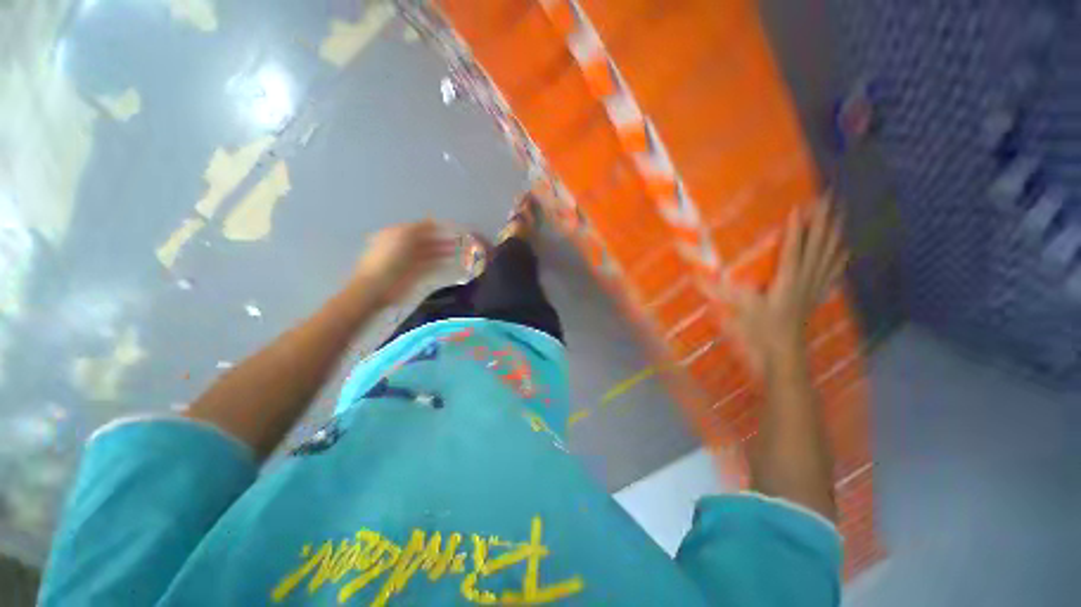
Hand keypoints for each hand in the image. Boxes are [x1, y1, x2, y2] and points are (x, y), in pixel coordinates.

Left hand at [353, 220, 456, 305]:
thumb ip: (419, 228)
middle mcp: (403, 247)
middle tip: (457, 240)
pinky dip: (440, 263)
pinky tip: (450, 261)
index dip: (433, 228)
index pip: (418, 229)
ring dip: (442, 251)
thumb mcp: (403, 236)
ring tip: (457, 250)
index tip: (449, 227)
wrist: (379, 286)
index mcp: (396, 235)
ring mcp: (409, 261)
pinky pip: (430, 266)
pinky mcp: (415, 274)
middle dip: (440, 239)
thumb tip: (433, 221)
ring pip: (429, 253)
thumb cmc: (389, 257)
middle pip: (425, 241)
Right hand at [720, 200, 847, 373]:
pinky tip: (845, 248)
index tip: (800, 207)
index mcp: (787, 280)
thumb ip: (724, 291)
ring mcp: (815, 286)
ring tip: (840, 214)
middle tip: (829, 198)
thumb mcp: (742, 309)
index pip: (793, 249)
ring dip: (834, 233)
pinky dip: (840, 258)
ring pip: (829, 254)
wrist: (785, 351)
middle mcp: (805, 279)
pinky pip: (832, 272)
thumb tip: (699, 279)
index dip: (797, 228)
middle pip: (818, 245)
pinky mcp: (817, 294)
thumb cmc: (763, 329)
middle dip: (823, 221)